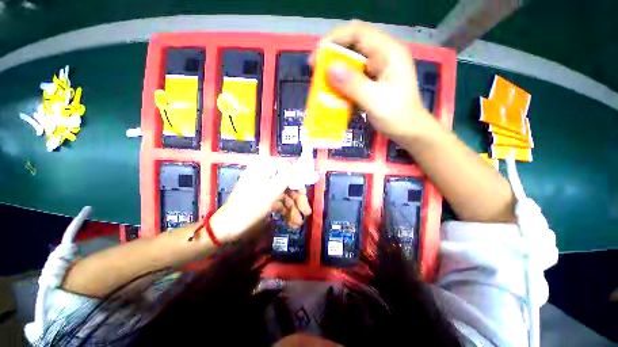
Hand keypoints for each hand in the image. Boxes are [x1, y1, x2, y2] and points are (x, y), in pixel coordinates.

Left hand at [209, 159, 310, 241]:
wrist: (229, 226)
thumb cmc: (251, 205)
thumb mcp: (272, 189)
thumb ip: (288, 176)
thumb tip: (300, 166)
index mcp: (265, 167)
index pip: (288, 169)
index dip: (300, 180)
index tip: (306, 191)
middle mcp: (267, 175)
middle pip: (289, 184)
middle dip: (298, 199)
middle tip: (307, 212)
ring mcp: (266, 188)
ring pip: (285, 195)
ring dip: (293, 209)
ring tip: (299, 223)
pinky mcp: (266, 199)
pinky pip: (280, 203)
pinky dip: (286, 212)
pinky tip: (292, 223)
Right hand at [318, 21, 436, 142]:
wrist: (409, 132)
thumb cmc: (398, 117)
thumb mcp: (376, 101)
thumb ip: (354, 85)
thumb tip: (329, 69)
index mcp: (389, 52)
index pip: (358, 33)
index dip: (334, 40)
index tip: (317, 57)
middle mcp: (383, 55)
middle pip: (353, 45)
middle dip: (333, 56)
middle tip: (317, 70)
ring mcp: (378, 69)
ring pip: (351, 62)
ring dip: (336, 71)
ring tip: (323, 83)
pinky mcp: (373, 81)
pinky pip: (353, 77)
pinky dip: (342, 83)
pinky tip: (335, 93)